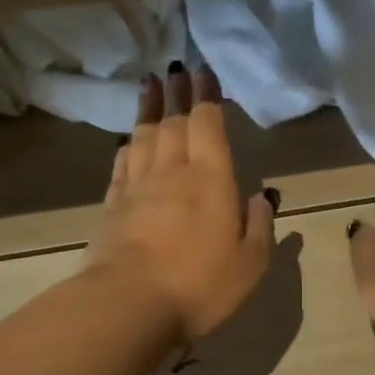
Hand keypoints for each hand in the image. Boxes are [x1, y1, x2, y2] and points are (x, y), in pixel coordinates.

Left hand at [85, 64, 275, 343]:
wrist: (128, 305)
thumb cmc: (200, 283)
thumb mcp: (250, 262)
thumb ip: (259, 225)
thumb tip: (261, 197)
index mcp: (211, 178)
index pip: (207, 123)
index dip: (205, 96)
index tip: (202, 73)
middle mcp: (172, 172)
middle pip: (174, 122)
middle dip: (177, 93)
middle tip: (176, 69)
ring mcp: (138, 188)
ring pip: (144, 137)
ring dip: (148, 109)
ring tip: (149, 85)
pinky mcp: (113, 207)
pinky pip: (122, 165)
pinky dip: (127, 146)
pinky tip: (127, 141)